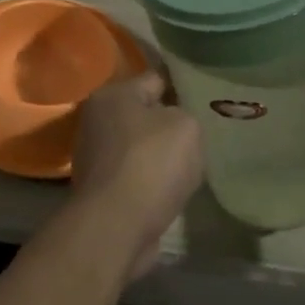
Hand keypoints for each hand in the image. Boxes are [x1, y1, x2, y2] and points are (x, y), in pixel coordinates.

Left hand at [70, 70, 203, 280]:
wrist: (117, 226)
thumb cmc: (151, 164)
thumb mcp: (185, 125)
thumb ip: (185, 112)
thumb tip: (174, 122)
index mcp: (112, 94)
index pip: (156, 78)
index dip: (184, 86)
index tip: (209, 96)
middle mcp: (97, 119)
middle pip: (146, 113)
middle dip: (172, 121)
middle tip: (206, 129)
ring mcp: (96, 154)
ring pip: (141, 145)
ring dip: (162, 153)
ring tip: (195, 161)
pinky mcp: (102, 187)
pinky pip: (137, 173)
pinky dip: (153, 178)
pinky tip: (175, 186)